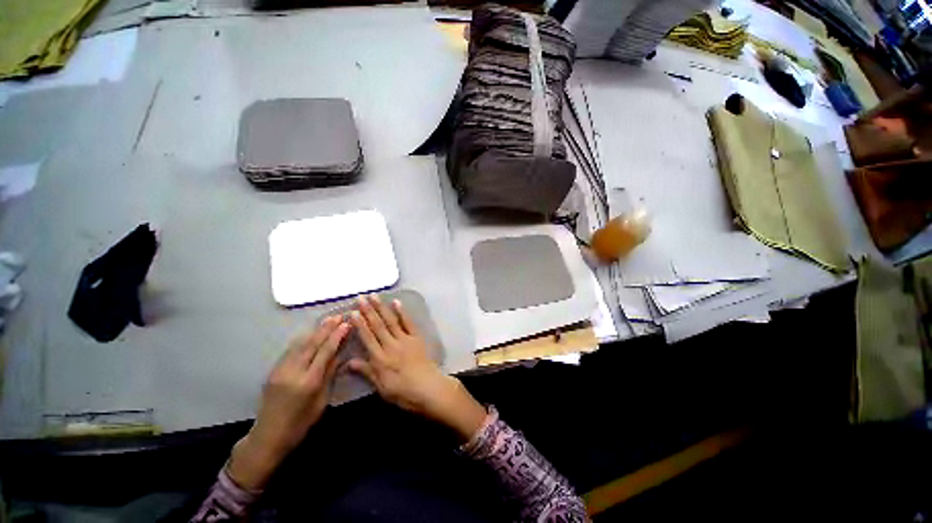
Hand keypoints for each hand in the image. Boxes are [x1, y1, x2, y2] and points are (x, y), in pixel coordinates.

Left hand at [228, 316, 349, 490]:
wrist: (268, 436)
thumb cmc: (301, 423)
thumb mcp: (321, 401)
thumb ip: (329, 375)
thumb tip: (340, 355)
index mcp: (309, 382)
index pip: (325, 352)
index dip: (336, 336)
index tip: (346, 324)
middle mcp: (293, 372)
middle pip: (312, 344)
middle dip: (326, 328)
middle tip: (338, 316)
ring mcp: (280, 370)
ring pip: (300, 344)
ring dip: (315, 331)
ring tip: (327, 320)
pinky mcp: (273, 371)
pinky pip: (290, 350)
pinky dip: (303, 339)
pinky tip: (310, 333)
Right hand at [347, 295, 486, 441]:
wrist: (428, 388)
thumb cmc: (403, 392)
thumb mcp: (381, 387)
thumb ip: (366, 371)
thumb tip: (348, 362)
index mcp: (380, 359)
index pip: (367, 338)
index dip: (359, 324)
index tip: (352, 312)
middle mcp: (391, 346)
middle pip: (377, 326)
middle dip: (368, 311)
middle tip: (361, 298)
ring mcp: (404, 340)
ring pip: (390, 321)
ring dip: (382, 308)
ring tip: (374, 296)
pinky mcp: (416, 337)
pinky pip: (408, 323)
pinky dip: (402, 312)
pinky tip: (397, 302)